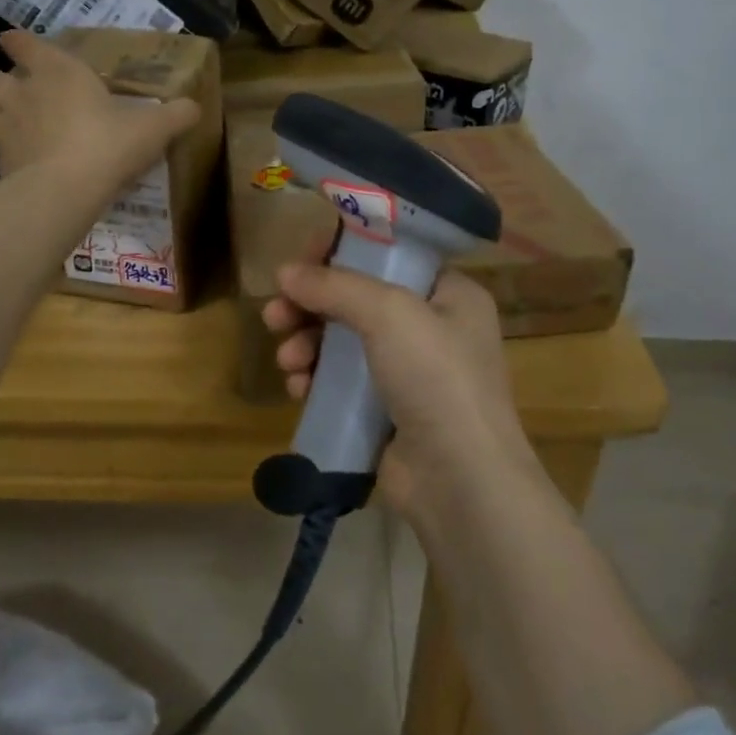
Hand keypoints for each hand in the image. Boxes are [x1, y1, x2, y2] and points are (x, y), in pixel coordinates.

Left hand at [0, 31, 199, 187]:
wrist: (66, 189)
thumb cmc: (109, 143)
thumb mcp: (153, 128)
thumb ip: (175, 115)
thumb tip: (194, 107)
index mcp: (57, 71)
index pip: (22, 43)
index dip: (19, 42)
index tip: (18, 43)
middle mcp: (24, 93)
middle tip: (17, 93)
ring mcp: (6, 128)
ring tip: (10, 123)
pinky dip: (3, 151)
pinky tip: (22, 161)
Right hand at [262, 256, 551, 519]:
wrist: (460, 481)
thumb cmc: (435, 378)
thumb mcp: (389, 314)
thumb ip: (335, 286)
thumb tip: (284, 272)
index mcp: (449, 293)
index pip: (388, 255)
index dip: (341, 252)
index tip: (300, 261)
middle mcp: (432, 327)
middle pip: (358, 298)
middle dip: (312, 304)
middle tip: (275, 314)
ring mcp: (410, 372)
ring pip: (344, 341)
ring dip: (308, 343)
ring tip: (287, 359)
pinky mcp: (388, 410)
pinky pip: (343, 381)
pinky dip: (318, 378)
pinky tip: (298, 387)